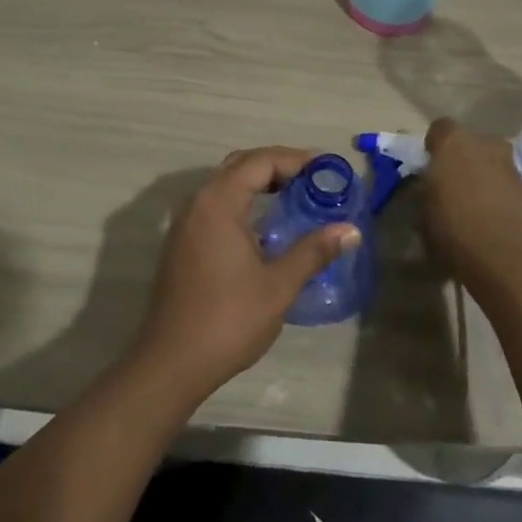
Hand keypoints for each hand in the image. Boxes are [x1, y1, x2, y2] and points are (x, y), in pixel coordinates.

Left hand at [131, 147, 360, 398]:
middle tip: (312, 178)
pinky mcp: (182, 242)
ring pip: (224, 183)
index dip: (294, 159)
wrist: (171, 362)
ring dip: (258, 181)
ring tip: (294, 195)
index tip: (326, 167)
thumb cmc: (228, 320)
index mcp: (219, 203)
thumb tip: (350, 230)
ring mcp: (185, 222)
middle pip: (240, 165)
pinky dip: (242, 199)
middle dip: (276, 164)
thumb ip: (313, 251)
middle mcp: (198, 202)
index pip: (260, 161)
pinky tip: (263, 225)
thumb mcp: (278, 286)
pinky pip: (215, 203)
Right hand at [419, 119, 521, 296]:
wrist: (507, 259)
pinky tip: (489, 219)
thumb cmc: (454, 227)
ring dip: (481, 177)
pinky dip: (497, 195)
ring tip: (471, 206)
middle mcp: (486, 143)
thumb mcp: (422, 208)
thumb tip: (430, 182)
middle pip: (469, 144)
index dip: (433, 147)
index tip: (428, 168)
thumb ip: (425, 186)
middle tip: (450, 186)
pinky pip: (504, 184)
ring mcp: (511, 165)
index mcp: (454, 140)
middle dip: (460, 159)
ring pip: (489, 163)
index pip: (439, 128)